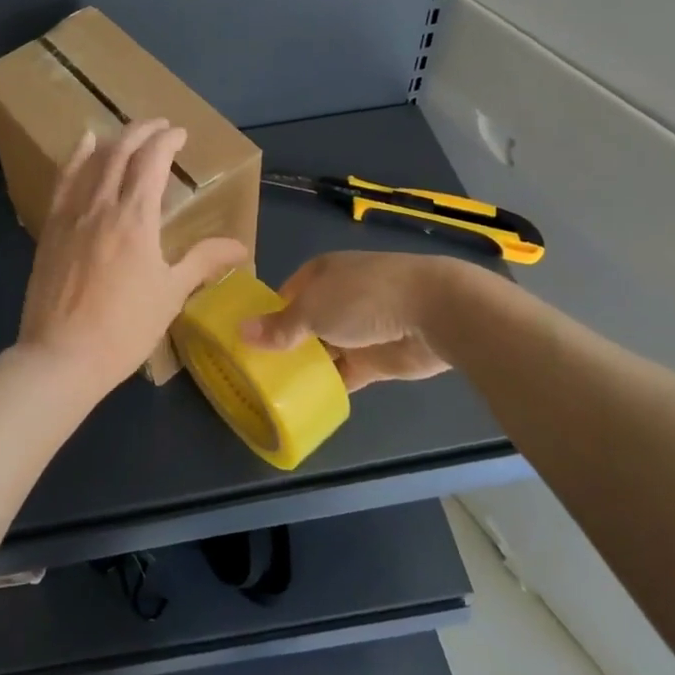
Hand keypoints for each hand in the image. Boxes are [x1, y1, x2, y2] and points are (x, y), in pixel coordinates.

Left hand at [17, 119, 247, 401]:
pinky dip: (76, 158)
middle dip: (142, 132)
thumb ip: (203, 261)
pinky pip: (63, 182)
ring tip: (127, 132)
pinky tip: (83, 147)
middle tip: (160, 125)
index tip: (180, 134)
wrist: (62, 356)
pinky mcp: (51, 230)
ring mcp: (71, 216)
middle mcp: (101, 206)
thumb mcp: (171, 294)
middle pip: (120, 152)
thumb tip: (240, 247)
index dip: (167, 141)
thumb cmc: (124, 329)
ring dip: (113, 140)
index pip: (152, 161)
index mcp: (136, 218)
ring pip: (91, 162)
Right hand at [241, 251, 458, 390]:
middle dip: (283, 345)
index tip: (245, 342)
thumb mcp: (312, 309)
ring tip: (272, 392)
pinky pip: (345, 373)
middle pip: (303, 324)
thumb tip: (240, 331)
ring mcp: (358, 329)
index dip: (266, 316)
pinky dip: (329, 385)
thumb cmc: (364, 297)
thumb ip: (279, 327)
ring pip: (323, 350)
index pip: (285, 295)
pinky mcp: (376, 359)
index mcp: (321, 273)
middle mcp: (338, 298)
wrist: (433, 312)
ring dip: (306, 367)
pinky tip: (305, 401)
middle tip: (253, 373)